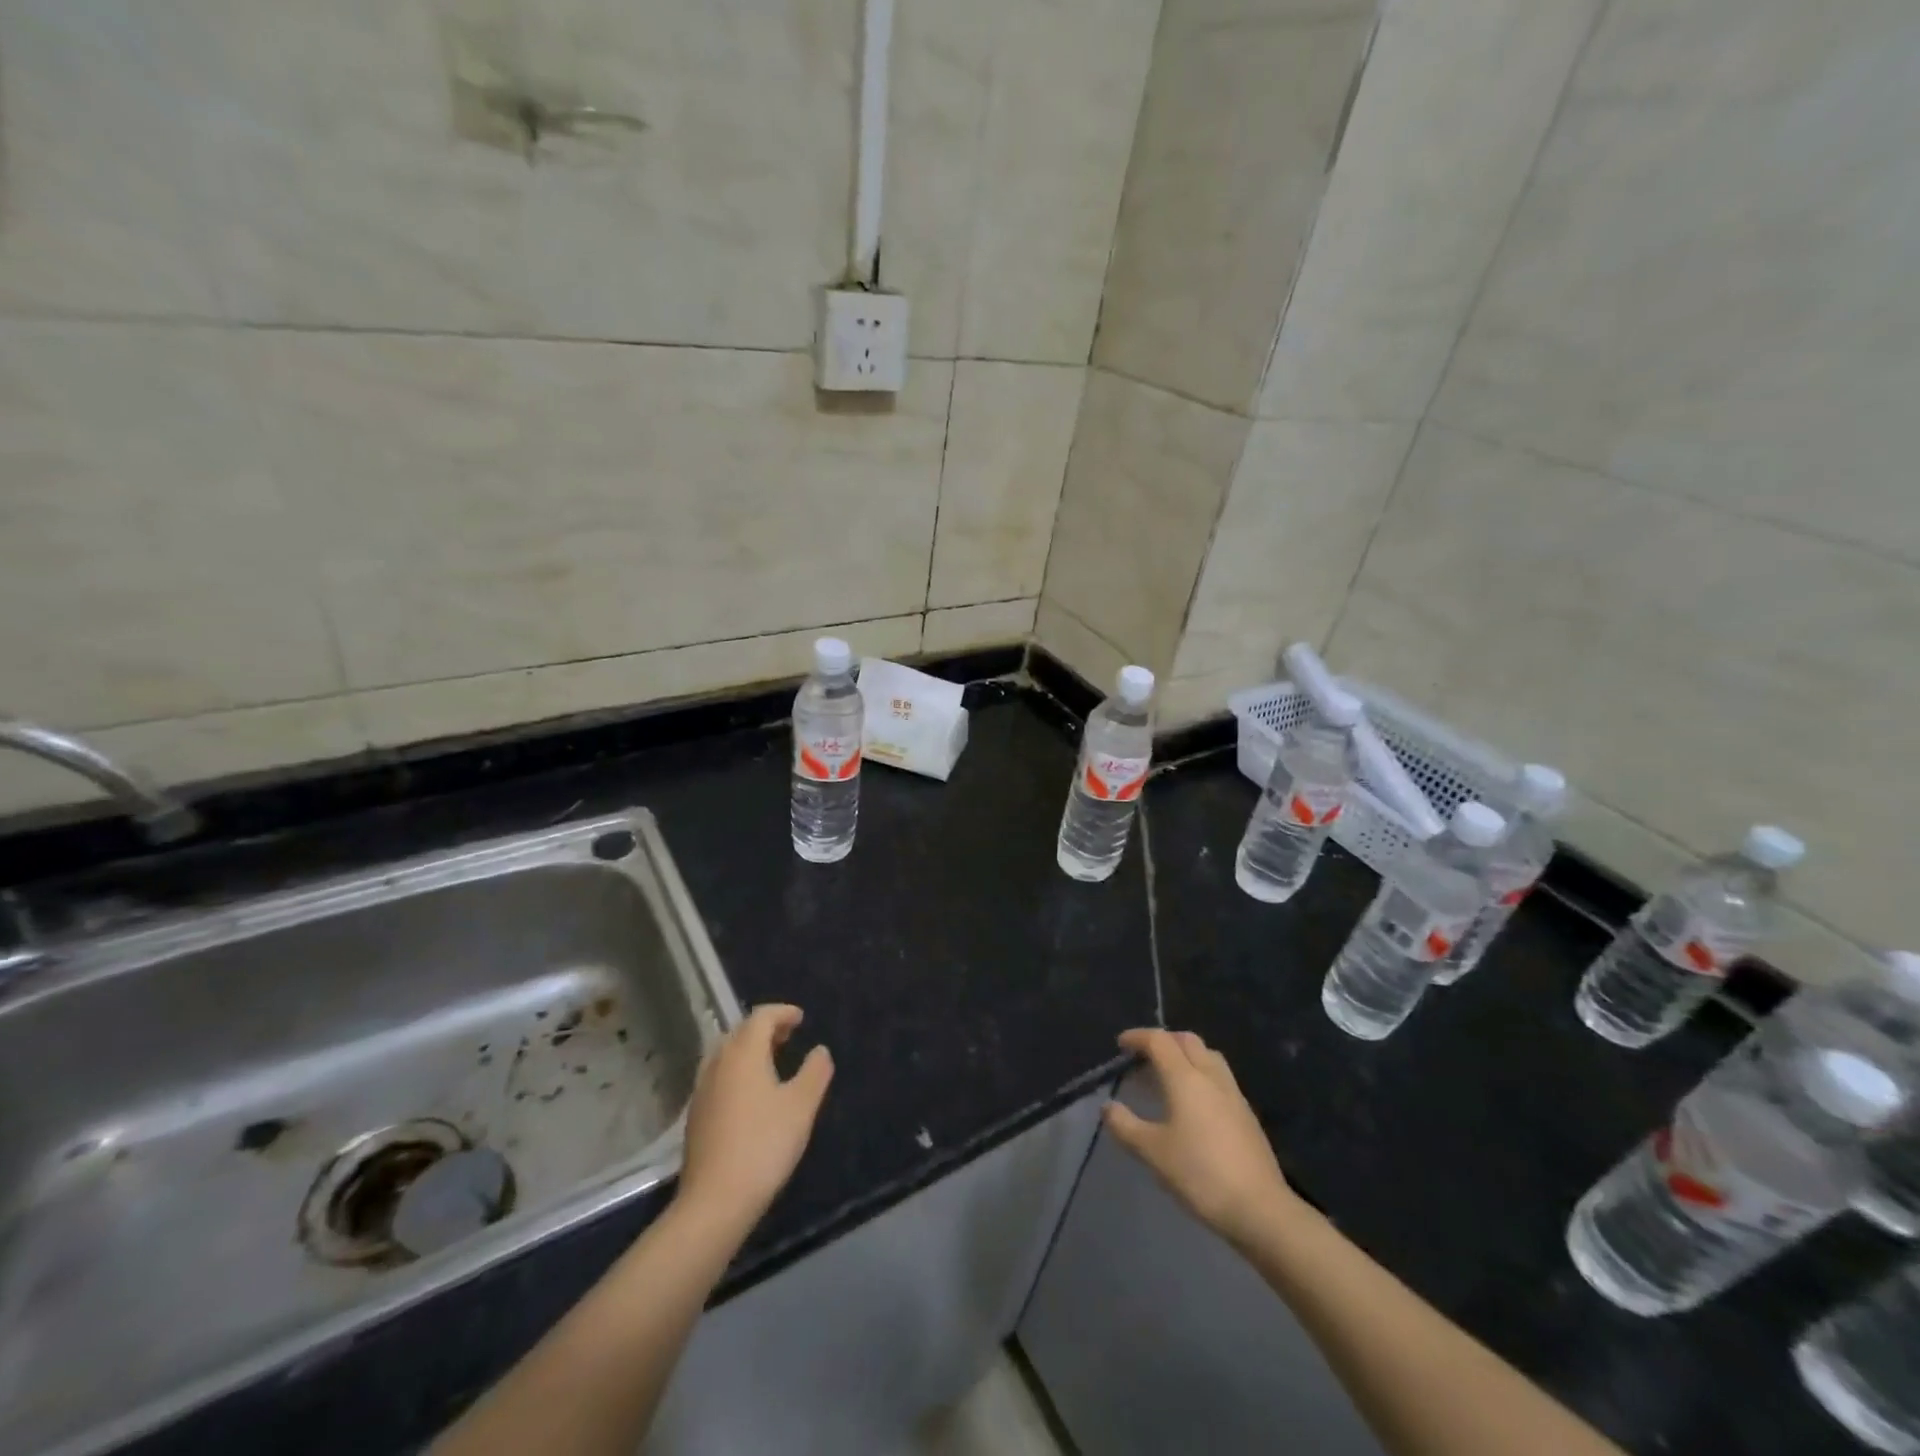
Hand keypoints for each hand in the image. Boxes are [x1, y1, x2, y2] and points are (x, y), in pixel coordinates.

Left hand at [678, 1004, 833, 1229]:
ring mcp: (702, 1089)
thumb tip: (820, 1051)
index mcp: (743, 1053)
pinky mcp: (695, 1115)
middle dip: (764, 1028)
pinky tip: (749, 1093)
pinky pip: (718, 1075)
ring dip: (748, 1049)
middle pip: (740, 1031)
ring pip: (725, 1054)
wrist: (715, 1201)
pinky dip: (736, 1070)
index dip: (782, 1012)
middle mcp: (718, 1063)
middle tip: (788, 1036)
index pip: (760, 1017)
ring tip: (770, 1061)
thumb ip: (815, 1072)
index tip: (800, 1018)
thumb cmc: (764, 1145)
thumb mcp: (802, 1106)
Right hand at [1105, 1028, 1299, 1247]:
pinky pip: (1220, 1078)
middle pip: (1187, 1040)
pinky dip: (1201, 1075)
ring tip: (1169, 1076)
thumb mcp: (1153, 1152)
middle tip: (1144, 1057)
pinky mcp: (1247, 1114)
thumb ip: (1126, 1126)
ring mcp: (1233, 1094)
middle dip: (1164, 1040)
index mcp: (1185, 1078)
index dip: (1138, 1037)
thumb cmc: (1200, 1174)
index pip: (1159, 1041)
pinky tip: (1194, 1104)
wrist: (1260, 1209)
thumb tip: (1108, 1107)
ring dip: (1186, 1055)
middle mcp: (1211, 1077)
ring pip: (1208, 1056)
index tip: (1121, 1044)